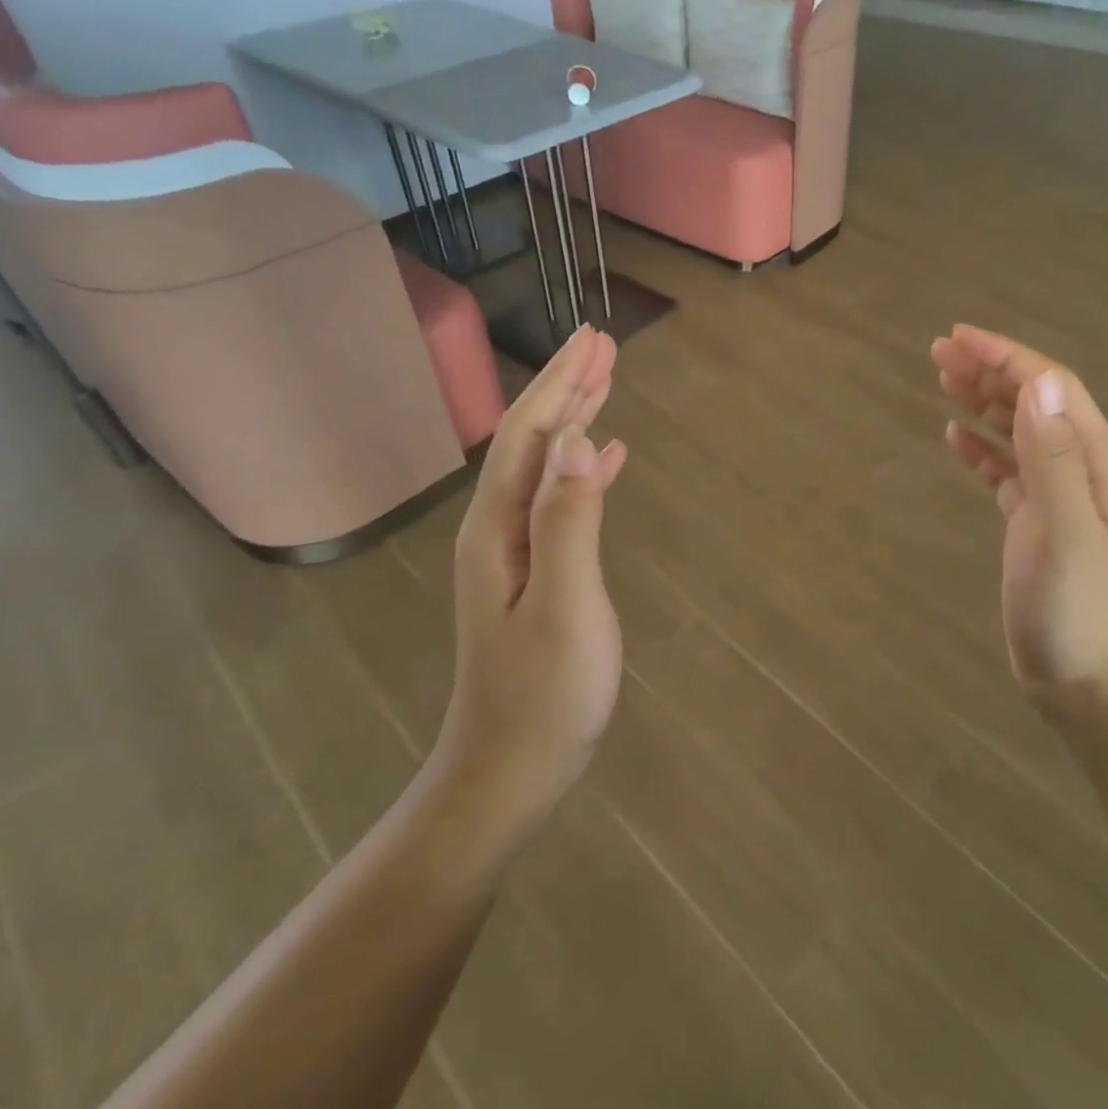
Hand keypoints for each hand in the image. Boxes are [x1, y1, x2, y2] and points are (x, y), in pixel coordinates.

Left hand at [435, 326, 628, 844]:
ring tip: (606, 384)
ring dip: (576, 419)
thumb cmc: (543, 694)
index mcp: (500, 527)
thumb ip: (567, 520)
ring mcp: (517, 552)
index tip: (594, 339)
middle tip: (602, 343)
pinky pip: (562, 500)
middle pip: (535, 441)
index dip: (563, 383)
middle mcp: (500, 528)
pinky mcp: (538, 572)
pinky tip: (607, 456)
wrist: (510, 770)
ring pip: (549, 465)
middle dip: (567, 388)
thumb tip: (576, 440)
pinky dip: (585, 469)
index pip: (534, 435)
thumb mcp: (564, 605)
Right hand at [932, 325, 1107, 714]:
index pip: (1051, 388)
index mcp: (1097, 462)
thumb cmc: (1078, 611)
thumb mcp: (1068, 534)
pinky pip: (1007, 468)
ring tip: (942, 380)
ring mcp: (1059, 496)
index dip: (1005, 357)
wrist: (1089, 681)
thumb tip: (1038, 382)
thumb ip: (1056, 459)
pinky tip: (954, 438)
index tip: (958, 337)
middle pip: (1034, 401)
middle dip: (989, 371)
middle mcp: (1081, 468)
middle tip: (937, 353)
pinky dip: (981, 447)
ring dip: (983, 401)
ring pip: (1019, 430)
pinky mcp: (1035, 521)